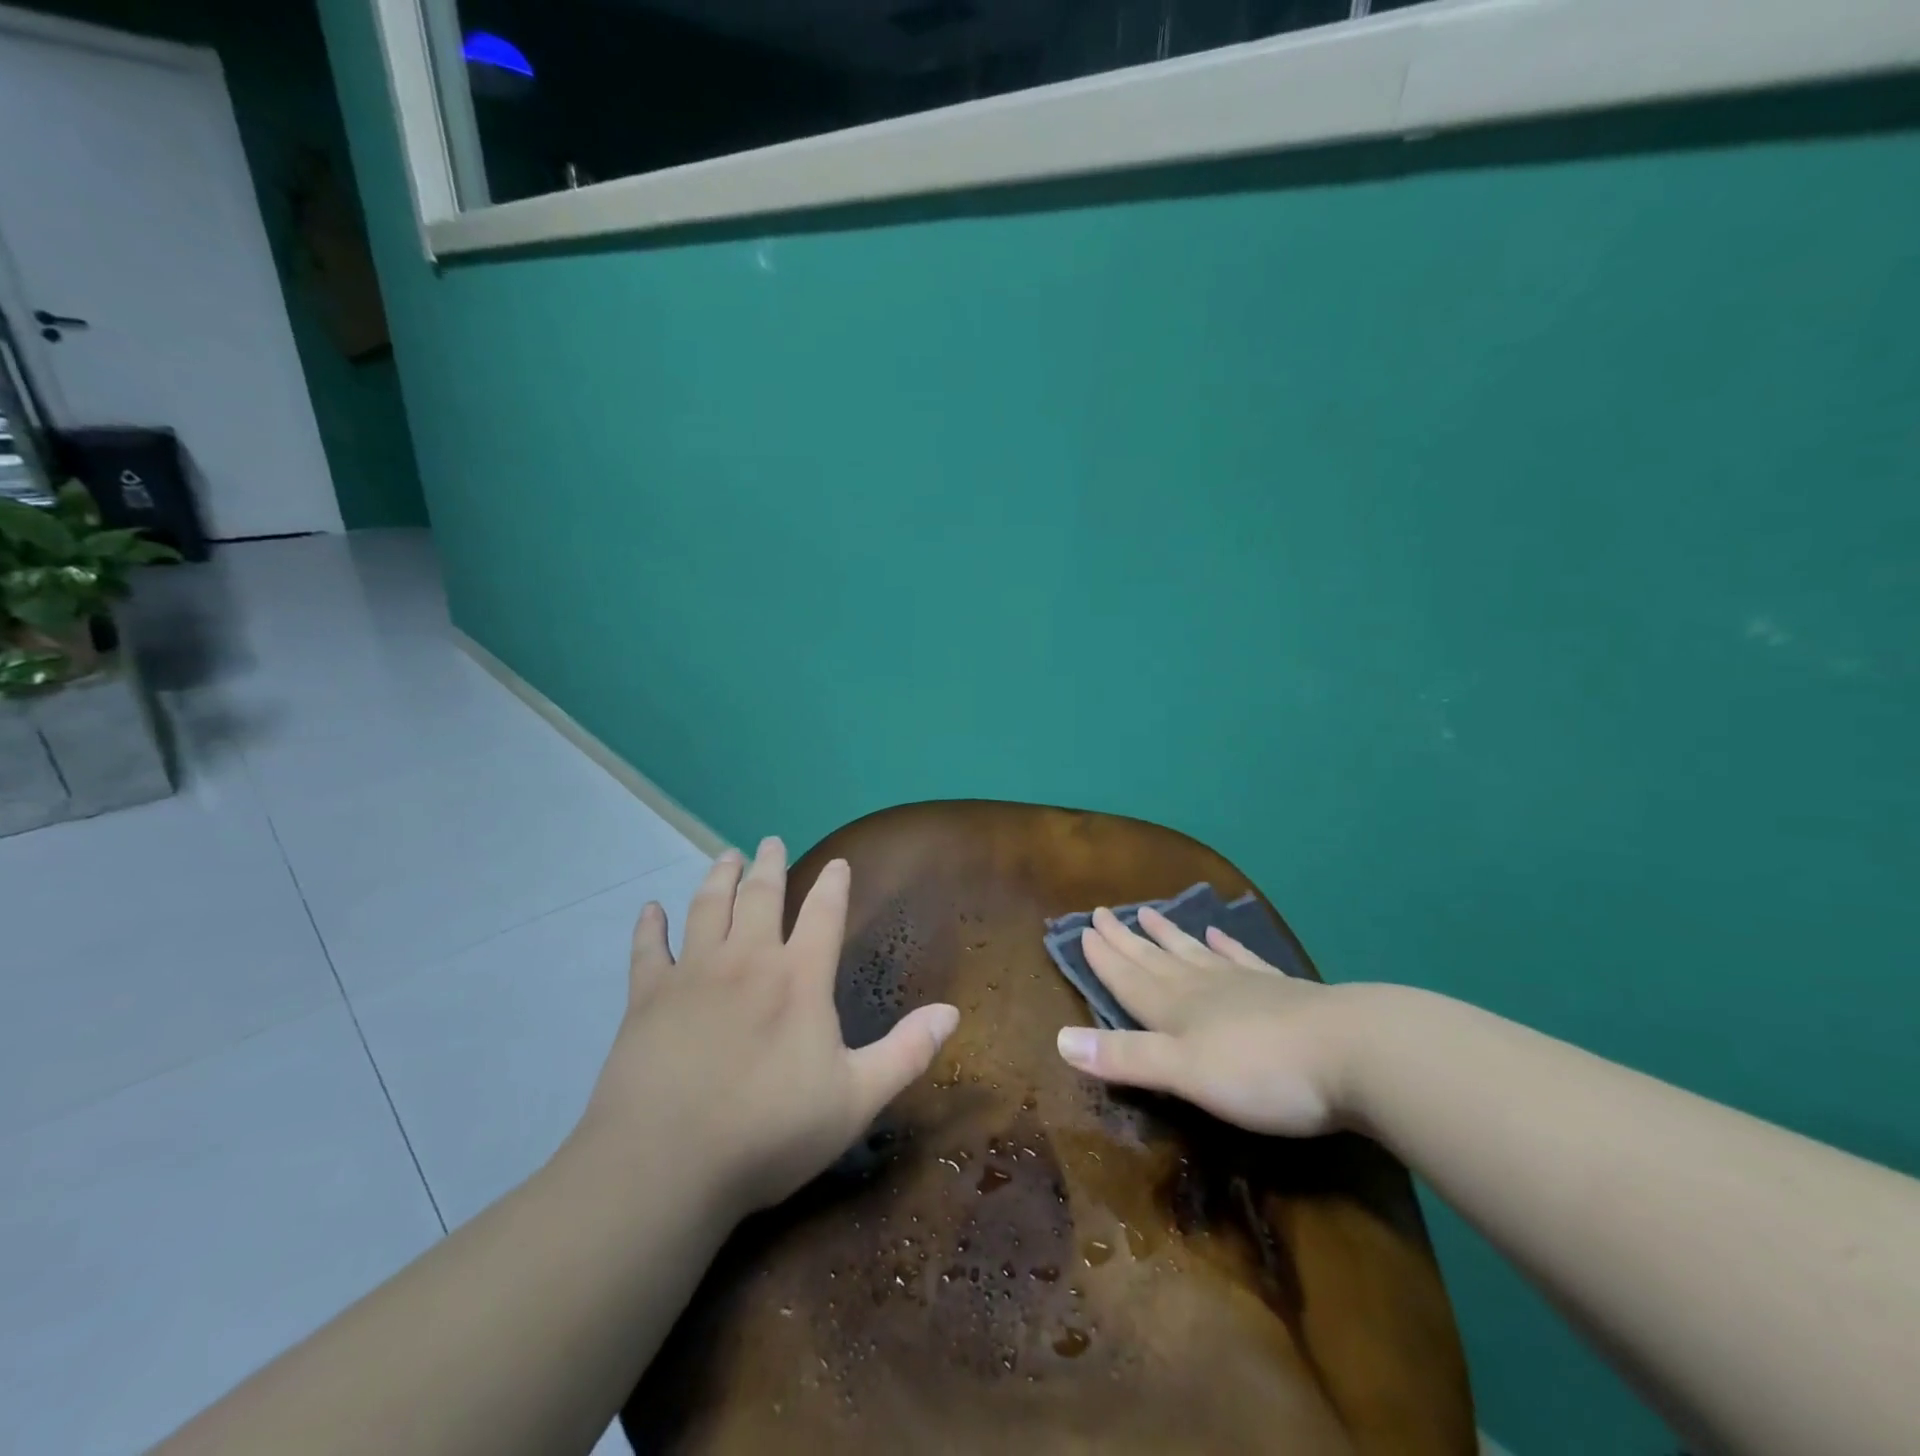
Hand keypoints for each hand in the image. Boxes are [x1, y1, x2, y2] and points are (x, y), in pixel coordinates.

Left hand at [579, 838, 959, 1214]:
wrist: (666, 1165)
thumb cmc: (769, 1132)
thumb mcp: (855, 1100)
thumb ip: (906, 1052)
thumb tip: (953, 1011)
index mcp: (799, 978)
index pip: (824, 913)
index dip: (834, 884)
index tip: (838, 862)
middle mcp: (747, 960)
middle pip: (760, 896)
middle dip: (769, 865)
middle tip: (769, 842)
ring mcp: (693, 974)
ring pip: (707, 907)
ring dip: (718, 877)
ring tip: (726, 856)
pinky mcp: (647, 997)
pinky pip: (648, 950)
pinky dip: (650, 926)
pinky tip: (650, 909)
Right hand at [1054, 903, 1369, 1136]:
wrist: (1355, 1053)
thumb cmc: (1262, 1072)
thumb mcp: (1184, 1073)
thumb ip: (1125, 1057)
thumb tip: (1058, 1040)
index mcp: (1176, 1009)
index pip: (1128, 977)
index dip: (1103, 957)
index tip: (1083, 929)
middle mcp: (1202, 988)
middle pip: (1155, 959)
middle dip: (1125, 939)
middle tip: (1103, 912)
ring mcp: (1244, 984)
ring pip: (1194, 953)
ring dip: (1168, 935)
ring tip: (1148, 912)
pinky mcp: (1281, 991)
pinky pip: (1242, 959)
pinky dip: (1226, 945)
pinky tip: (1220, 933)